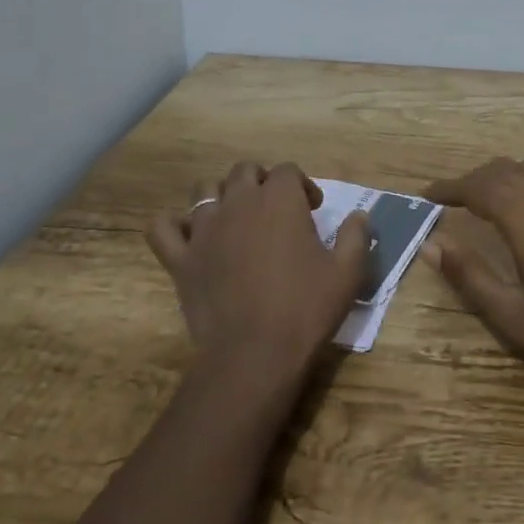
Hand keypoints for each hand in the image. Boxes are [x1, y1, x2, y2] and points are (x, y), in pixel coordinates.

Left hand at [148, 161, 372, 391]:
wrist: (255, 354)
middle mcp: (239, 202)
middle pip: (244, 171)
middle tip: (276, 211)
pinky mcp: (180, 258)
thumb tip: (360, 215)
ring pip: (204, 190)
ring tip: (235, 219)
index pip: (288, 170)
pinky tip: (190, 237)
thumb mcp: (348, 272)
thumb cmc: (306, 309)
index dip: (302, 185)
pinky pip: (163, 227)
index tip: (313, 209)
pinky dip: (174, 226)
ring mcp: (204, 229)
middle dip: (262, 182)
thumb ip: (356, 236)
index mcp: (280, 200)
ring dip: (222, 196)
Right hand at [422, 157, 523, 400]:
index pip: (480, 187)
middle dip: (473, 179)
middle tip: (450, 200)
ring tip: (485, 198)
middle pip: (505, 170)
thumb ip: (470, 277)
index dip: (450, 187)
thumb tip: (431, 244)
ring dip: (503, 175)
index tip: (426, 195)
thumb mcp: (514, 319)